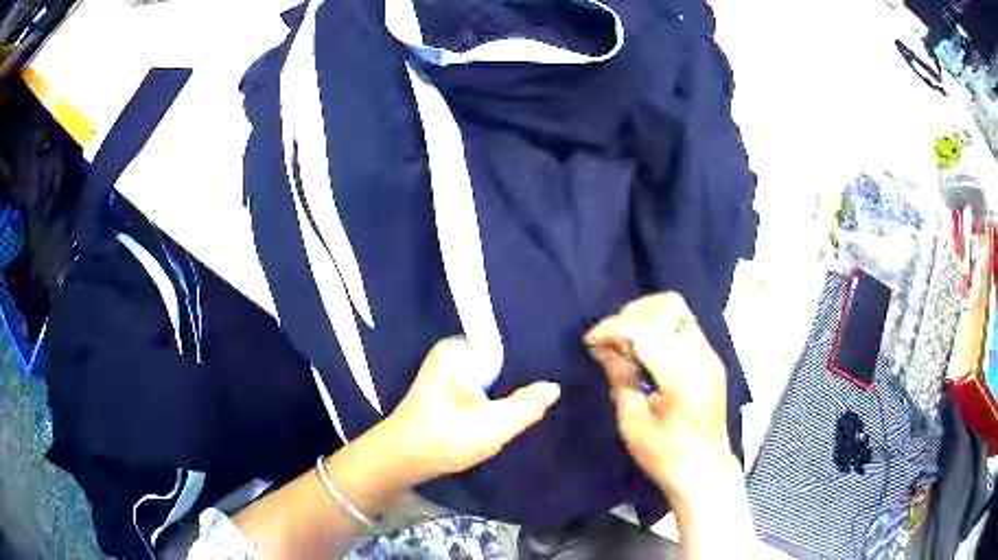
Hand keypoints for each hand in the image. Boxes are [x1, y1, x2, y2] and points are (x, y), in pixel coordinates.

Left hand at [382, 338, 560, 484]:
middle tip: (545, 394)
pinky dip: (490, 401)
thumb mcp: (494, 425)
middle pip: (499, 362)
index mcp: (458, 349)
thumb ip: (527, 406)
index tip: (552, 370)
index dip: (529, 359)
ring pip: (489, 379)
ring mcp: (445, 373)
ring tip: (531, 402)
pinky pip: (478, 390)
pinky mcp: (444, 392)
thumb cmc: (445, 438)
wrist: (401, 461)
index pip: (505, 343)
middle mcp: (449, 354)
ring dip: (504, 393)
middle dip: (517, 379)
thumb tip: (554, 387)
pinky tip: (505, 412)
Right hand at [585, 293, 734, 502]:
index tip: (590, 341)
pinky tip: (643, 346)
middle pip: (667, 308)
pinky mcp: (710, 358)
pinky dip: (659, 325)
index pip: (646, 330)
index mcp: (683, 376)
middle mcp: (702, 356)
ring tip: (624, 339)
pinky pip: (683, 324)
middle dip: (630, 316)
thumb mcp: (633, 423)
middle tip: (608, 340)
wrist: (704, 471)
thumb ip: (620, 378)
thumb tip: (603, 348)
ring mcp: (710, 354)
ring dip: (645, 315)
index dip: (613, 328)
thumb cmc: (665, 455)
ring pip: (678, 310)